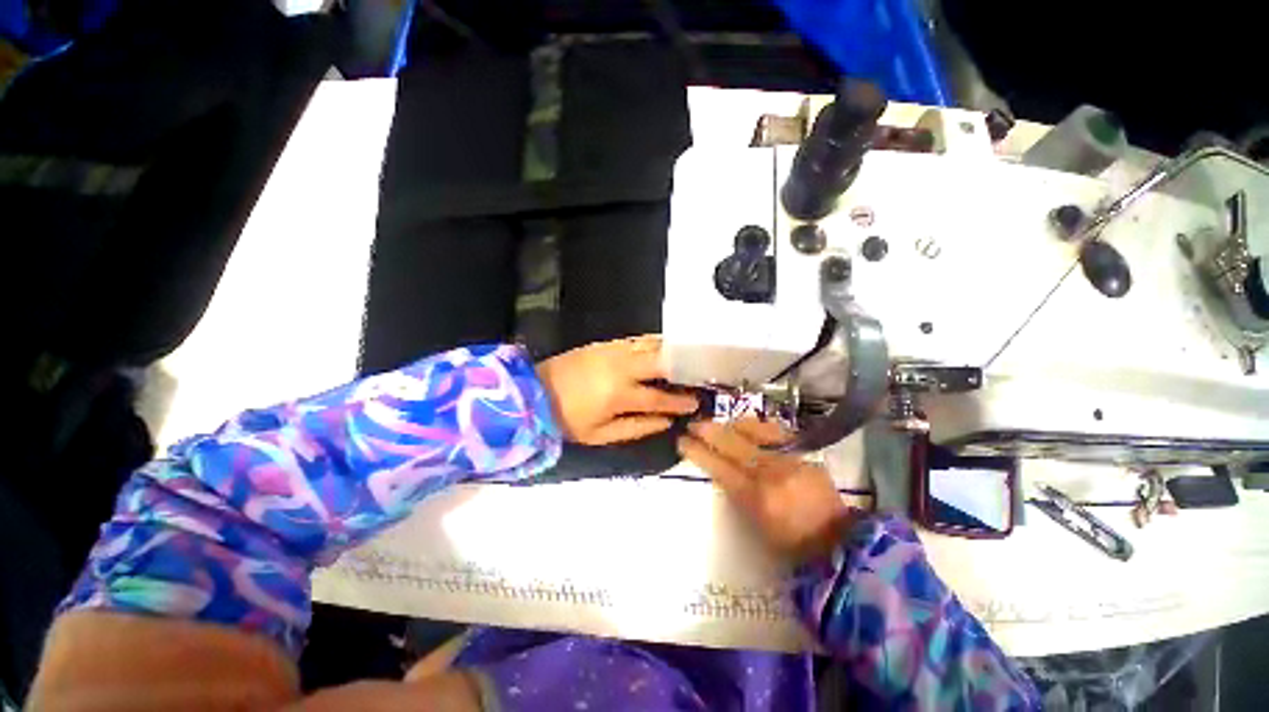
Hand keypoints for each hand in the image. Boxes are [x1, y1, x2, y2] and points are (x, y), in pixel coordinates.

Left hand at [535, 335, 698, 444]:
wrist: (535, 392)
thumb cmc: (568, 419)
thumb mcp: (600, 435)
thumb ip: (637, 428)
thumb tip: (667, 421)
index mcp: (620, 394)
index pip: (660, 397)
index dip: (680, 401)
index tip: (696, 402)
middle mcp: (621, 367)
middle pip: (662, 361)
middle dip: (683, 366)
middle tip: (696, 373)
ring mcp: (613, 351)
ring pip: (651, 345)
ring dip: (670, 351)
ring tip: (685, 359)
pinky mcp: (605, 343)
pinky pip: (636, 340)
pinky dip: (652, 344)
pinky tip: (660, 349)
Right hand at [678, 419, 856, 560]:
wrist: (836, 539)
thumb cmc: (790, 543)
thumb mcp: (754, 527)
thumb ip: (735, 497)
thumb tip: (721, 472)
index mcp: (755, 496)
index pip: (718, 466)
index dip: (697, 451)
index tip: (682, 440)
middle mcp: (770, 472)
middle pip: (732, 443)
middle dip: (708, 430)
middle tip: (693, 423)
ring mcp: (788, 458)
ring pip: (754, 431)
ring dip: (731, 424)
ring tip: (719, 422)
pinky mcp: (804, 452)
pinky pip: (776, 431)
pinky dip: (758, 426)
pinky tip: (748, 424)